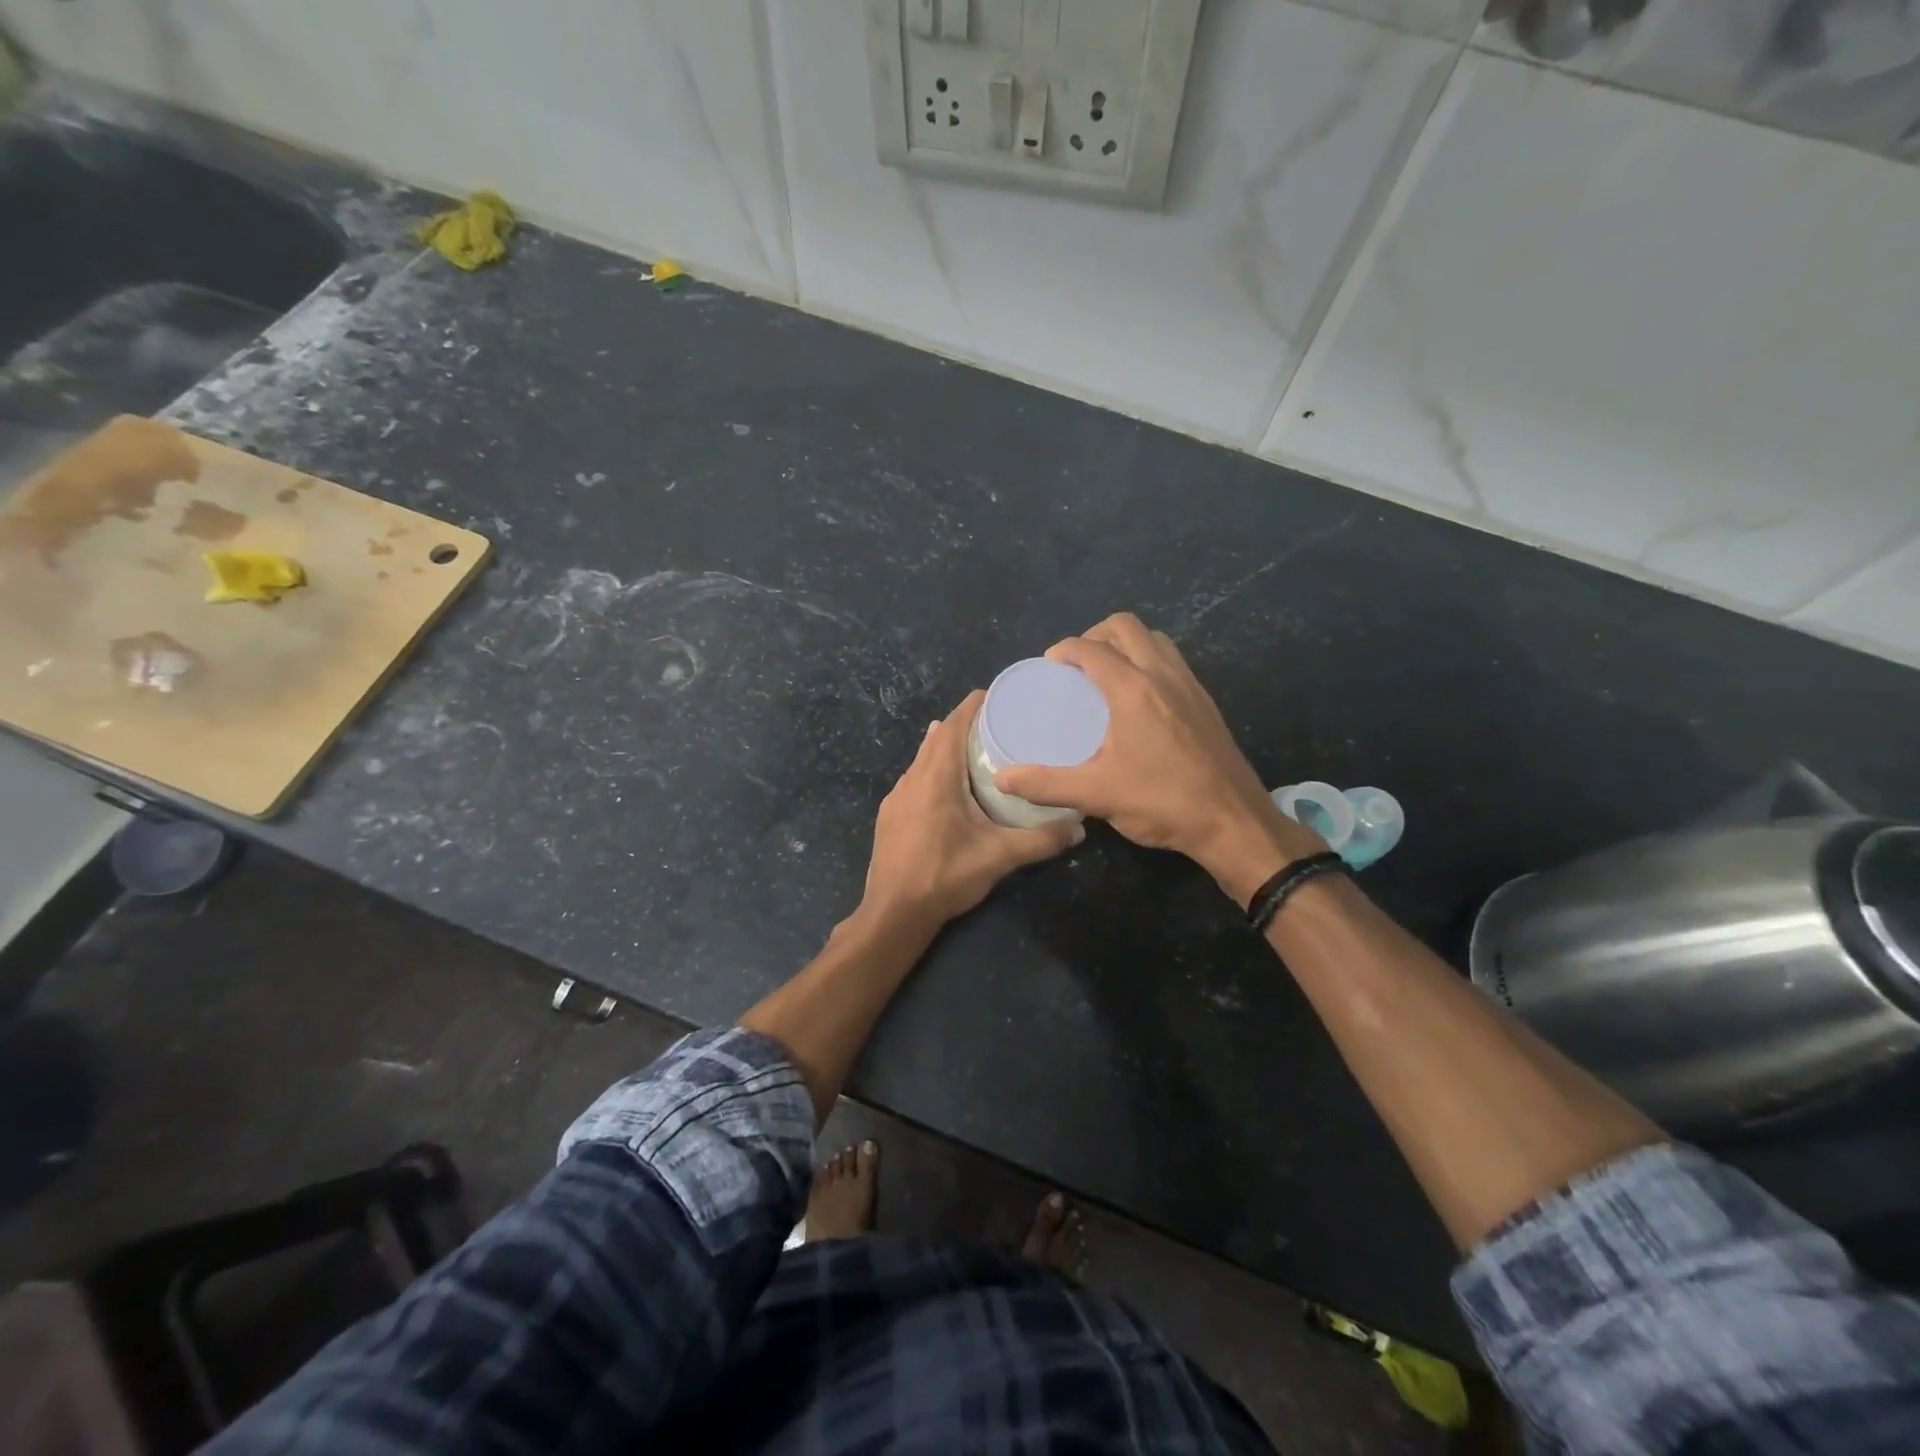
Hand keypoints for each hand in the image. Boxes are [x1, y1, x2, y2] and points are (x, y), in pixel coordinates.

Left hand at [860, 690, 1082, 932]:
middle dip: (963, 724)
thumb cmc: (945, 876)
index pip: (952, 725)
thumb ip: (1040, 841)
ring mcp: (896, 797)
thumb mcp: (999, 857)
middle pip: (937, 737)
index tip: (997, 696)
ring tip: (976, 748)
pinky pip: (914, 778)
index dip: (972, 706)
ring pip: (923, 758)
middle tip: (997, 723)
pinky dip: (933, 770)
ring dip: (946, 747)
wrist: (894, 912)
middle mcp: (912, 778)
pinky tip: (948, 786)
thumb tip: (1079, 829)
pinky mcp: (890, 815)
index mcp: (937, 777)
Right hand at [994, 613, 1321, 902]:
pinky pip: (1173, 661)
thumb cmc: (1163, 802)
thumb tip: (1003, 778)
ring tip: (1106, 674)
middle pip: (1126, 626)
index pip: (1091, 648)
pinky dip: (1149, 661)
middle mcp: (1163, 675)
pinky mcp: (1206, 702)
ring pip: (1155, 639)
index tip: (1048, 666)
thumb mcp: (1097, 795)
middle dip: (1095, 635)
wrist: (1234, 822)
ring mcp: (1190, 685)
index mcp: (1133, 689)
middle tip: (1076, 665)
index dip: (1064, 650)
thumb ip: (1046, 784)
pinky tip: (1139, 699)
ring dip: (1126, 644)